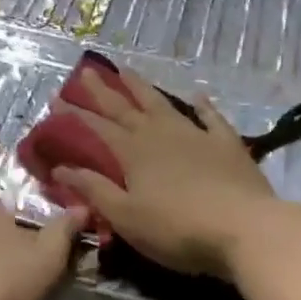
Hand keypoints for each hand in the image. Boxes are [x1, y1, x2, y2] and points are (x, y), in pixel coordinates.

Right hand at [53, 68, 277, 280]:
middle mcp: (160, 134)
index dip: (75, 114)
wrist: (245, 228)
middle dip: (103, 91)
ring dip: (142, 87)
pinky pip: (211, 118)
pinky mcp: (226, 144)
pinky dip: (202, 106)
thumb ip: (94, 190)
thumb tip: (61, 168)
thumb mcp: (126, 216)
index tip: (55, 99)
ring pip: (162, 104)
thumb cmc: (177, 229)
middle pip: (126, 108)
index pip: (97, 128)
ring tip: (127, 70)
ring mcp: (196, 135)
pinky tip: (197, 95)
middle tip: (86, 71)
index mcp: (133, 152)